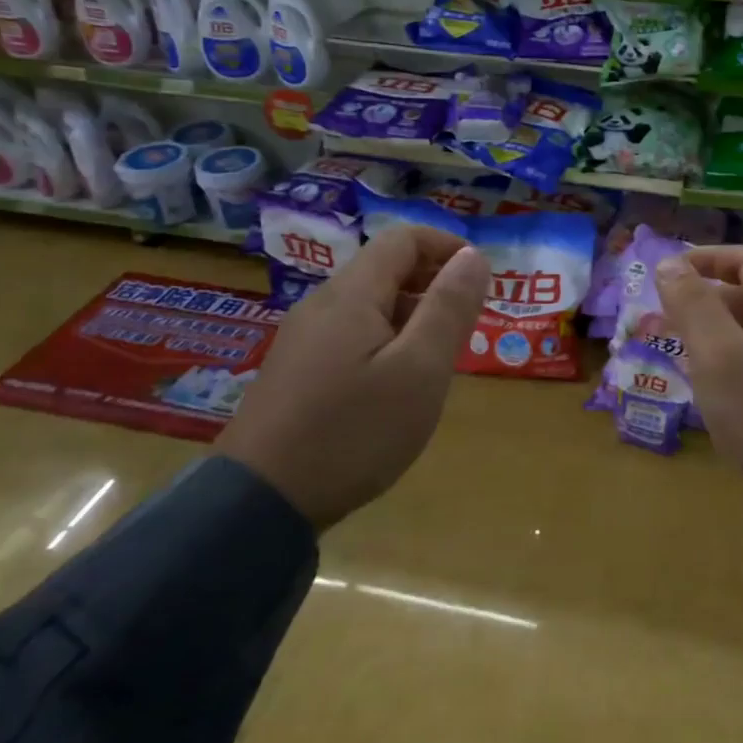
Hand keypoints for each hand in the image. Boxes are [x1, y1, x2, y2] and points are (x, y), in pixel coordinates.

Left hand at [217, 225, 489, 529]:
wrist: (260, 503)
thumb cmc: (354, 431)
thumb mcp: (419, 370)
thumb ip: (449, 308)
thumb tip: (474, 256)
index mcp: (351, 295)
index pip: (403, 239)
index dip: (448, 247)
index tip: (482, 279)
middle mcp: (322, 306)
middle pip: (385, 270)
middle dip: (434, 284)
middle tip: (468, 324)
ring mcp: (303, 340)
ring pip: (369, 306)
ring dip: (413, 316)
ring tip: (441, 358)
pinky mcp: (296, 373)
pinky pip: (352, 336)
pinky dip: (388, 341)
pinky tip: (398, 385)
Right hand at [656, 246, 742, 560]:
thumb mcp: (721, 358)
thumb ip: (694, 306)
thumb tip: (669, 263)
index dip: (705, 258)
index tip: (665, 274)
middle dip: (703, 301)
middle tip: (661, 320)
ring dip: (714, 336)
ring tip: (677, 354)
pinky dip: (730, 367)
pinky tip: (710, 392)